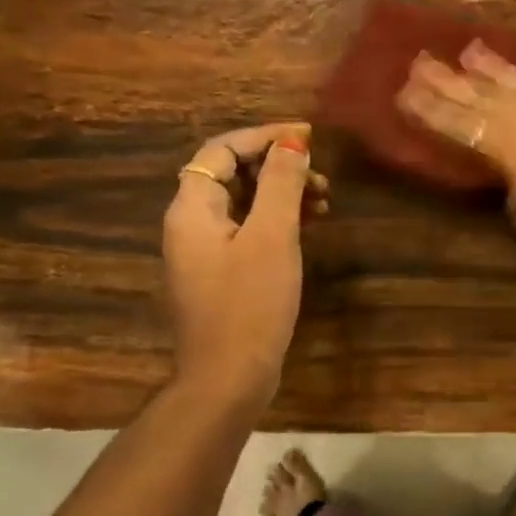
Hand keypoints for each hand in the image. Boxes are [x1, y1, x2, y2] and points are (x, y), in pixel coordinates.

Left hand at [163, 123, 328, 411]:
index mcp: (193, 208)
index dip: (264, 137)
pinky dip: (277, 221)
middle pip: (232, 174)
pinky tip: (308, 227)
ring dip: (281, 193)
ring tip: (324, 200)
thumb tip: (293, 143)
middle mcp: (191, 223)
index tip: (308, 138)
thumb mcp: (272, 237)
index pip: (222, 150)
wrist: (229, 377)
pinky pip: (248, 230)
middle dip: (277, 166)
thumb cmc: (250, 303)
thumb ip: (280, 184)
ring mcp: (205, 251)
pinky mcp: (222, 274)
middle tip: (321, 176)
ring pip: (244, 203)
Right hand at [397, 43, 515, 256]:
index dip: (427, 109)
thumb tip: (503, 163)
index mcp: (504, 146)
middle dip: (446, 79)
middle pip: (478, 95)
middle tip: (418, 60)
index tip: (401, 91)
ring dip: (490, 65)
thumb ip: (506, 177)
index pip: (456, 123)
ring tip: (468, 48)